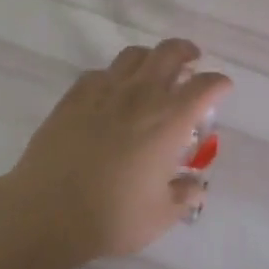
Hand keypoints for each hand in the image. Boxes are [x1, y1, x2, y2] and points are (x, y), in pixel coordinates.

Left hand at [4, 39, 231, 264]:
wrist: (47, 211)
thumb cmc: (112, 217)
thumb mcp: (160, 216)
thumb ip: (183, 196)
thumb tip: (195, 186)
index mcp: (168, 121)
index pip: (204, 87)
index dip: (218, 83)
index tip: (222, 88)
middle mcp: (140, 96)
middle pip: (169, 53)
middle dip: (186, 52)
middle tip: (191, 61)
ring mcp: (104, 91)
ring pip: (133, 55)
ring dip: (150, 58)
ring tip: (153, 71)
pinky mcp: (74, 96)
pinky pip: (100, 72)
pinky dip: (114, 76)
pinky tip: (111, 92)